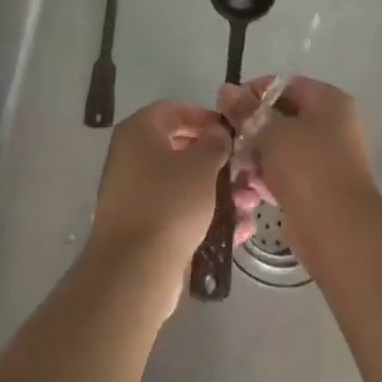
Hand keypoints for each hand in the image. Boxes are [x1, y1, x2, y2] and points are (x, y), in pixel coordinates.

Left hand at [85, 100, 257, 317]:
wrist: (135, 271)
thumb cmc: (170, 203)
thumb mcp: (202, 165)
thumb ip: (214, 142)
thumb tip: (217, 133)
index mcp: (139, 132)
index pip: (174, 110)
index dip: (204, 116)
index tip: (231, 130)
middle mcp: (131, 158)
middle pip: (180, 148)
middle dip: (216, 158)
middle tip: (243, 166)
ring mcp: (135, 194)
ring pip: (183, 183)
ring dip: (217, 190)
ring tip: (249, 201)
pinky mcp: (143, 227)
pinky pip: (179, 211)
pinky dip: (206, 215)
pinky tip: (238, 227)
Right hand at [219, 75, 374, 216]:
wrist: (338, 232)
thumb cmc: (307, 168)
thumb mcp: (271, 131)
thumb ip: (246, 110)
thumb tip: (225, 89)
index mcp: (329, 102)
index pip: (285, 85)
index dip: (254, 92)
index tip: (227, 107)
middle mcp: (332, 126)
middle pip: (282, 117)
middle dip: (251, 128)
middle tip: (226, 139)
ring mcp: (326, 159)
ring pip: (281, 148)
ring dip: (255, 156)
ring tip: (233, 167)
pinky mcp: (317, 189)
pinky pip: (286, 174)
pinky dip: (266, 179)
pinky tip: (246, 189)